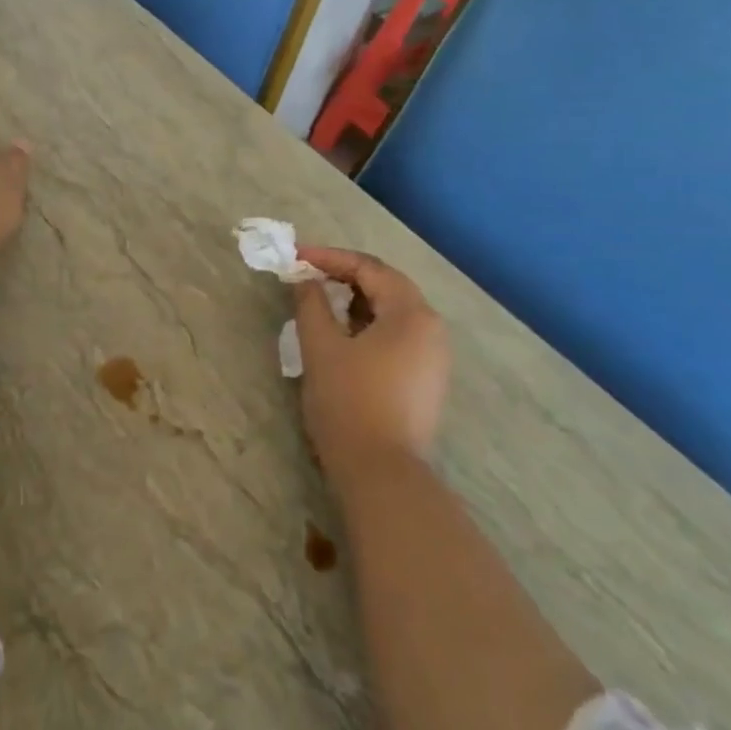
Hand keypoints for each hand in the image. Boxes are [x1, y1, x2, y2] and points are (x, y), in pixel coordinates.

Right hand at [292, 246, 450, 483]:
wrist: (381, 472)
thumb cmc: (348, 402)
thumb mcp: (321, 347)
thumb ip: (311, 304)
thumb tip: (306, 280)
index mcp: (411, 314)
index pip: (370, 268)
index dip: (330, 258)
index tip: (296, 257)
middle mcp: (432, 329)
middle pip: (387, 286)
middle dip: (345, 277)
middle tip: (307, 276)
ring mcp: (434, 357)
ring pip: (393, 312)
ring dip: (356, 301)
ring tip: (321, 303)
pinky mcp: (427, 380)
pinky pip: (397, 336)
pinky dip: (368, 326)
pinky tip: (343, 337)